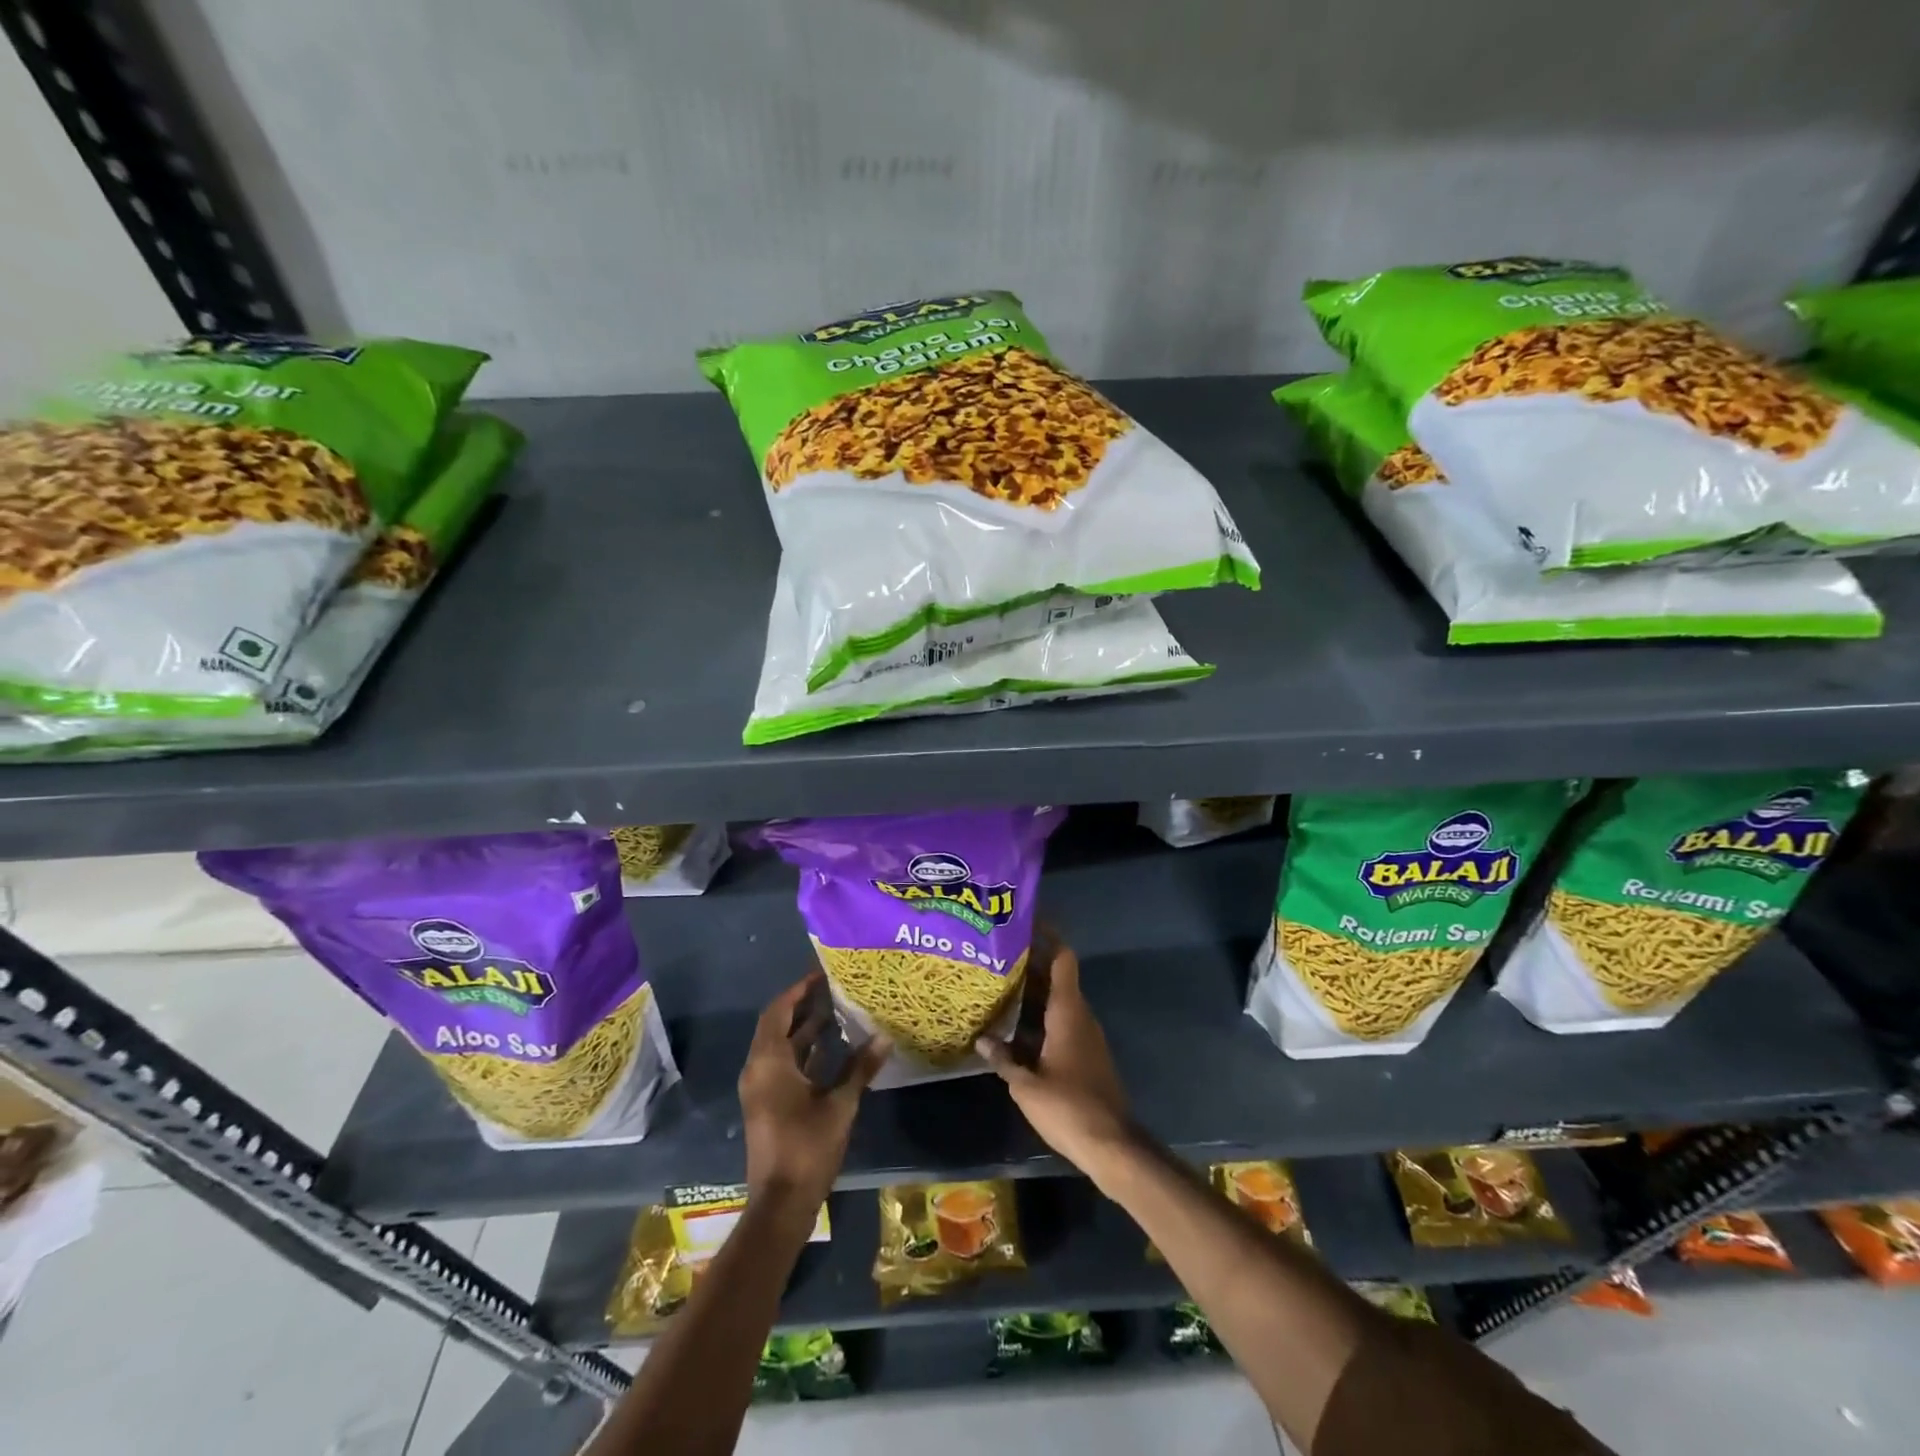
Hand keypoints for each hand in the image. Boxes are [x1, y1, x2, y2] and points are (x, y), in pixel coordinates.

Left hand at [739, 973, 888, 1206]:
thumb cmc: (807, 1148)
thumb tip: (884, 1037)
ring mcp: (761, 1088)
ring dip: (805, 1029)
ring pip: (781, 1046)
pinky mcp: (768, 1104)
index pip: (779, 1011)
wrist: (781, 1204)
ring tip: (837, 1010)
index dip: (799, 990)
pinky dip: (804, 1052)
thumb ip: (860, 1068)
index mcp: (769, 1062)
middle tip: (833, 987)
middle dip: (803, 1005)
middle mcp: (758, 1069)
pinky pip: (783, 1064)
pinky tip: (832, 1048)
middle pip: (778, 1025)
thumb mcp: (840, 1104)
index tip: (822, 974)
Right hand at [976, 942, 1134, 1173]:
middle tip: (996, 954)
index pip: (1062, 958)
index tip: (1024, 921)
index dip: (1047, 935)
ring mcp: (1085, 1036)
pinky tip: (1012, 1028)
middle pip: (1056, 977)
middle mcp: (1079, 1016)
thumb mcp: (1026, 1086)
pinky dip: (1038, 1017)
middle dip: (1029, 963)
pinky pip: (1059, 1023)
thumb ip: (1003, 1059)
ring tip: (997, 985)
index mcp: (1068, 1012)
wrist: (1112, 1145)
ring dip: (1032, 992)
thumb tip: (981, 1039)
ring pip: (1056, 1001)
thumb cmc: (1068, 1108)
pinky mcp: (1085, 1055)